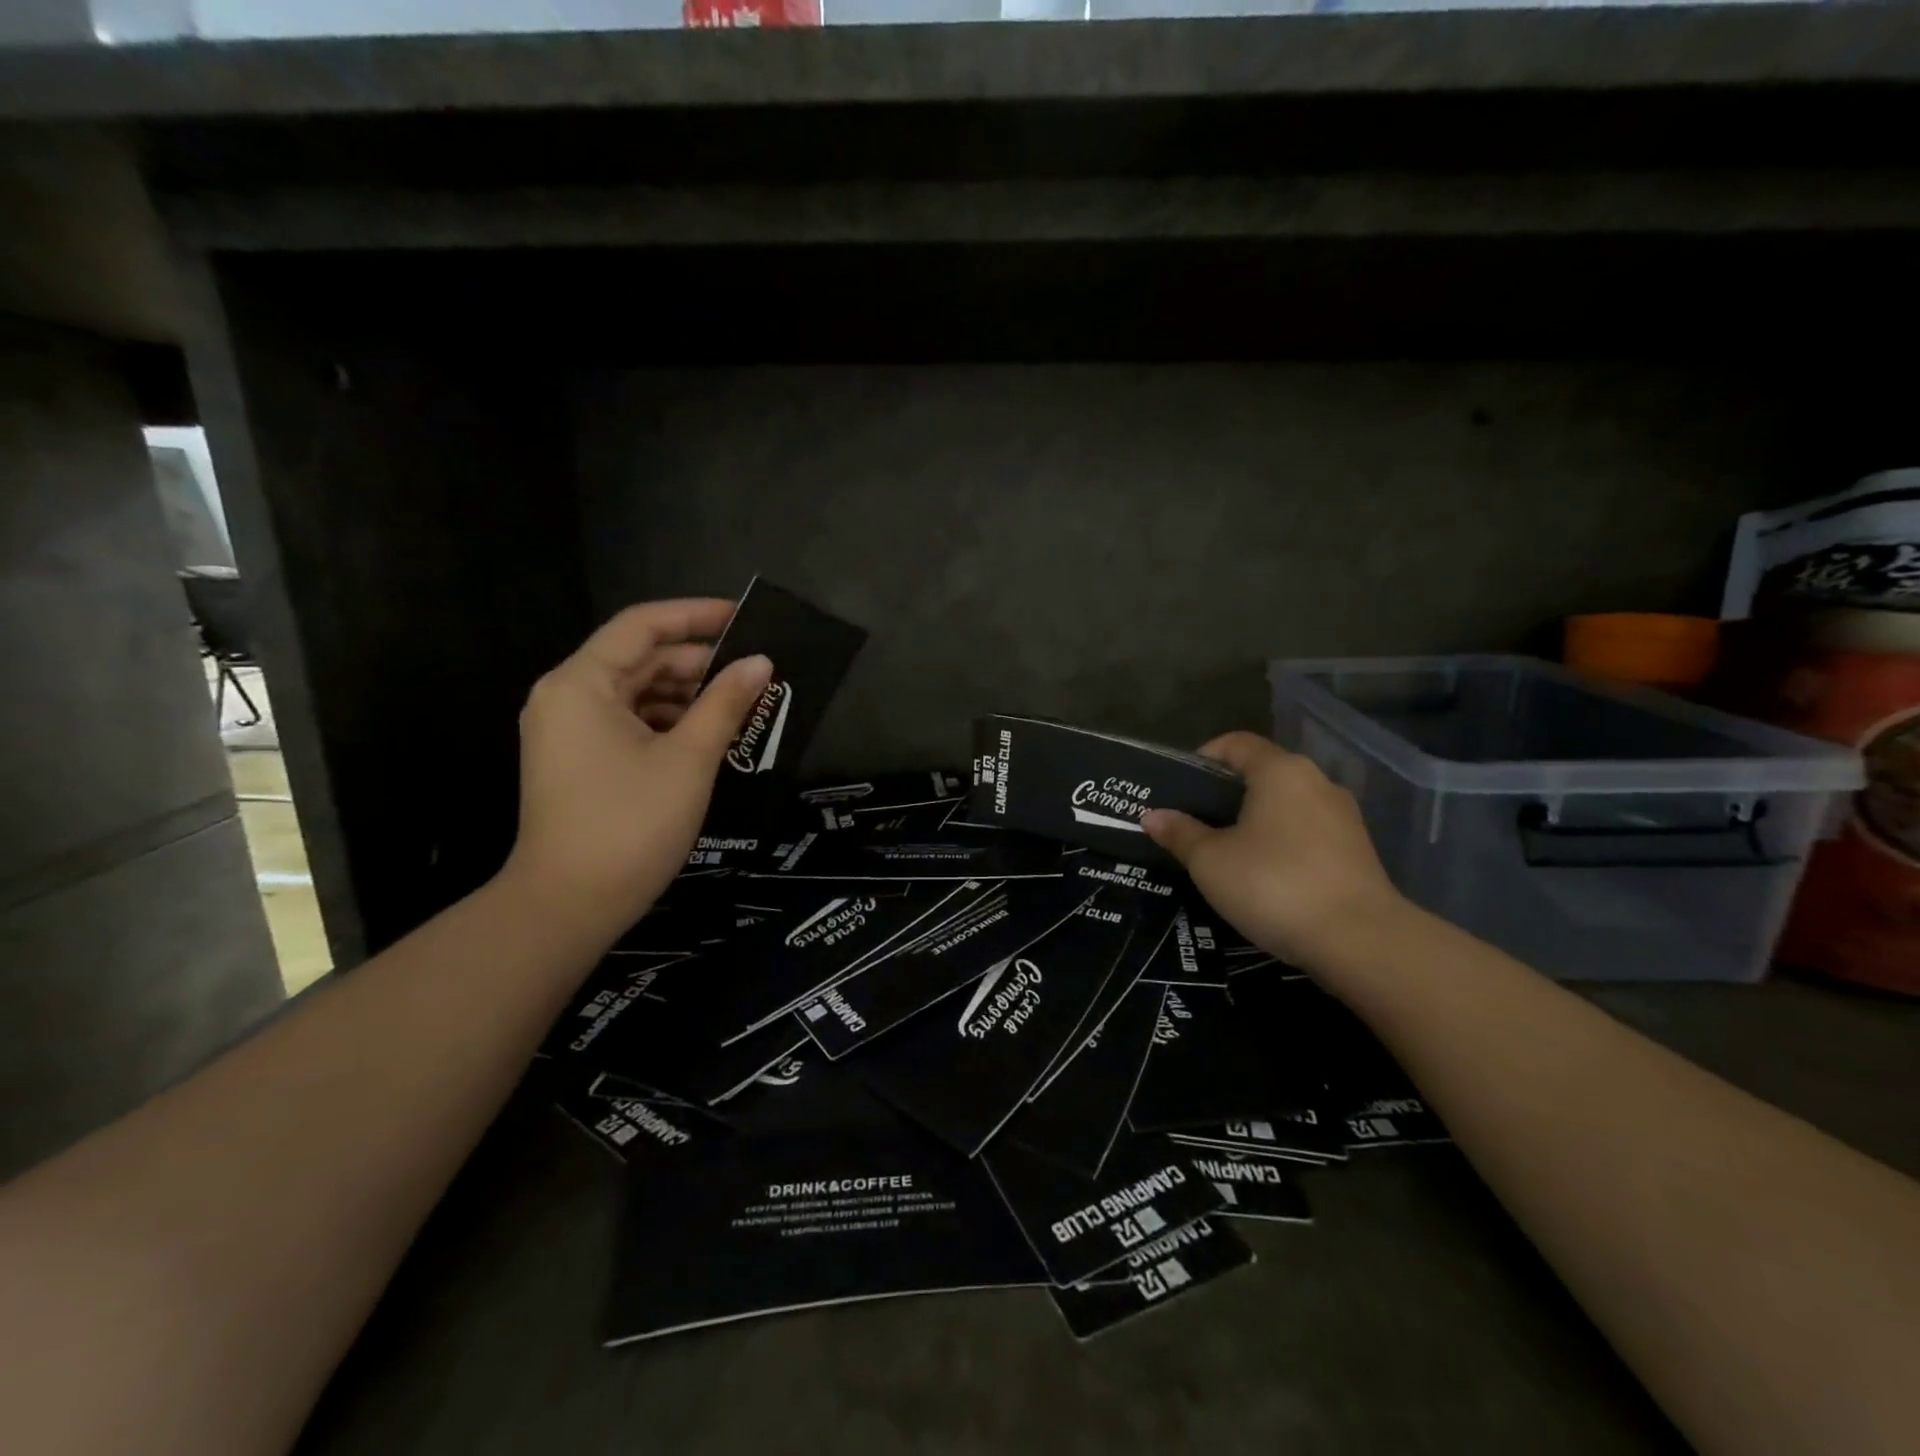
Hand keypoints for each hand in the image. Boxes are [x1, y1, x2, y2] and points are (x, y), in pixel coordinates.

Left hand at [502, 599, 771, 943]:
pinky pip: (630, 723)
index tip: (745, 618)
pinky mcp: (580, 761)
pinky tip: (712, 736)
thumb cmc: (630, 824)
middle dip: (699, 663)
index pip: (642, 626)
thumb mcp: (689, 759)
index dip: (696, 615)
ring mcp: (570, 731)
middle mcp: (567, 697)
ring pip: (638, 694)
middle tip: (756, 671)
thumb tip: (761, 663)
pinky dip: (670, 723)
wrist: (569, 906)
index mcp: (582, 684)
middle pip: (640, 659)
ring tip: (743, 705)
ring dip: (689, 696)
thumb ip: (726, 704)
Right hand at [1143, 731, 1408, 969]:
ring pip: (1287, 804)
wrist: (1360, 941)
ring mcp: (1343, 816)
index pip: (1236, 742)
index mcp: (1279, 770)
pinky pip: (1308, 831)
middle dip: (1227, 792)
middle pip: (1263, 772)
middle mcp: (1316, 781)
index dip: (1204, 756)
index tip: (1180, 785)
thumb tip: (1152, 815)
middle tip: (1194, 822)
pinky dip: (1283, 841)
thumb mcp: (1211, 861)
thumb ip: (1180, 833)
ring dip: (1256, 819)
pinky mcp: (1358, 850)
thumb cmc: (1273, 884)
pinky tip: (1265, 874)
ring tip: (1226, 851)